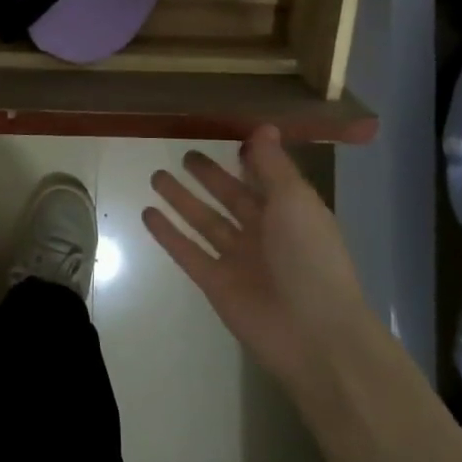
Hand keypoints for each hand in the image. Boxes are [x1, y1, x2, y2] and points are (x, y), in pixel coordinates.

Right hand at [143, 125, 368, 394]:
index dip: (248, 159)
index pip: (265, 178)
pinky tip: (147, 213)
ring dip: (182, 200)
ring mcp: (238, 259)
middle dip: (209, 177)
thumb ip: (273, 165)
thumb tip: (263, 127)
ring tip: (155, 176)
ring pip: (204, 221)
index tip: (226, 138)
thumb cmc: (310, 257)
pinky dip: (168, 234)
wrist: (313, 334)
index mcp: (291, 212)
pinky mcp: (215, 283)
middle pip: (231, 197)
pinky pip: (187, 252)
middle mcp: (264, 233)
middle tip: (185, 155)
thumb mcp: (295, 200)